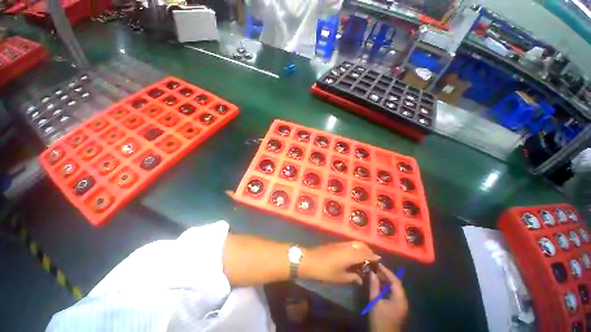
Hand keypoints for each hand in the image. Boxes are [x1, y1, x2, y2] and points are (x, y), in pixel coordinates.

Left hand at [300, 241, 379, 283]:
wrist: (310, 260)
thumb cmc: (325, 271)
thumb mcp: (339, 277)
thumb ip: (352, 277)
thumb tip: (360, 278)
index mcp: (350, 255)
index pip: (365, 254)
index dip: (373, 256)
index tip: (379, 260)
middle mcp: (346, 247)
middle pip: (361, 245)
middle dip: (368, 250)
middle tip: (371, 259)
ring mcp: (340, 244)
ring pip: (354, 243)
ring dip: (361, 248)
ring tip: (363, 258)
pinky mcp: (335, 243)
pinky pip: (349, 243)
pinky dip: (354, 247)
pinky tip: (353, 255)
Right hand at [369, 265, 407, 331]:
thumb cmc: (380, 319)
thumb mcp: (375, 302)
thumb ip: (374, 286)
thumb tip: (372, 272)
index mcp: (400, 298)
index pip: (395, 281)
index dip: (387, 271)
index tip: (378, 264)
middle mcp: (403, 300)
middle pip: (396, 284)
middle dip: (386, 275)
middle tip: (375, 268)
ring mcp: (401, 304)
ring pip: (394, 288)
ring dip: (386, 281)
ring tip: (375, 274)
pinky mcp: (397, 307)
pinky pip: (393, 293)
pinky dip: (386, 287)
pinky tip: (379, 284)